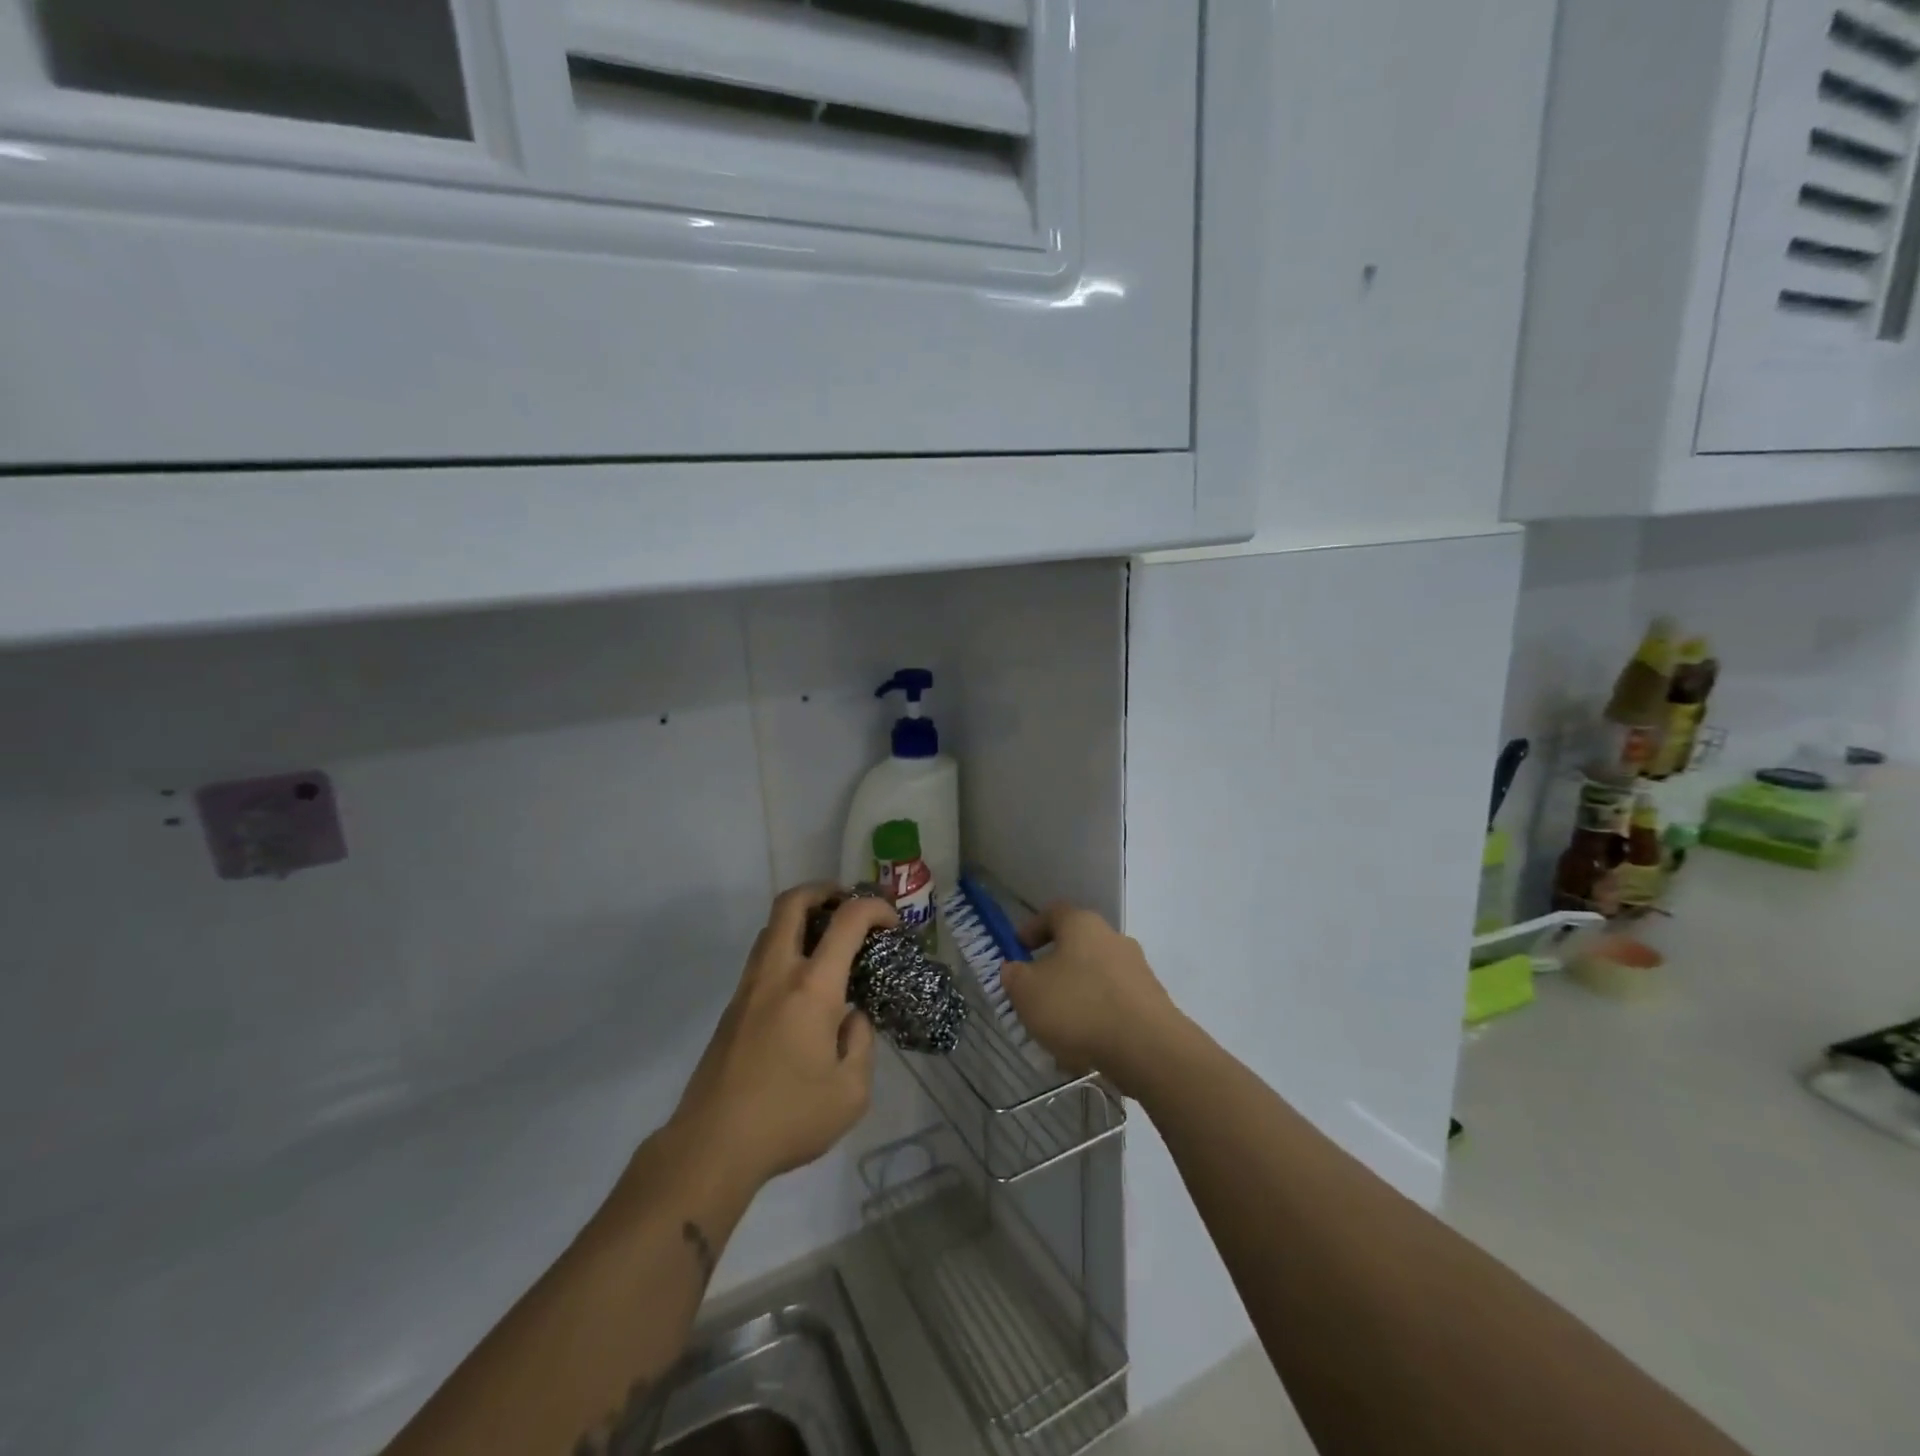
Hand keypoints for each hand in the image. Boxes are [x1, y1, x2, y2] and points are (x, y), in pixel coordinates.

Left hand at [671, 885, 894, 1188]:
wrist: (712, 1146)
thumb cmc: (789, 1117)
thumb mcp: (851, 1092)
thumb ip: (861, 1043)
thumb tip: (851, 1017)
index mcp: (812, 988)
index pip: (848, 920)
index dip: (875, 908)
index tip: (893, 924)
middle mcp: (777, 973)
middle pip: (792, 902)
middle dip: (825, 890)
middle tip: (849, 904)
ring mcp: (749, 987)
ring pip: (771, 927)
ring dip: (802, 917)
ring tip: (830, 940)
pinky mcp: (733, 1007)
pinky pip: (763, 956)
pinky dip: (788, 946)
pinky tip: (806, 983)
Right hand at [1000, 902, 1181, 1098]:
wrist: (1148, 1047)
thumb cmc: (1078, 1007)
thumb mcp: (1027, 992)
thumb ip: (1014, 976)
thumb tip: (1015, 970)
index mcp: (1082, 924)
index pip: (1052, 913)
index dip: (1031, 929)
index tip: (1016, 951)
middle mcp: (1113, 937)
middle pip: (1076, 946)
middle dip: (1053, 969)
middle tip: (1034, 995)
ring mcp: (1137, 969)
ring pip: (1095, 978)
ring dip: (1075, 997)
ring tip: (1057, 1032)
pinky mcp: (1151, 1001)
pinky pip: (1114, 1004)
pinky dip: (1097, 1019)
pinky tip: (1084, 1049)